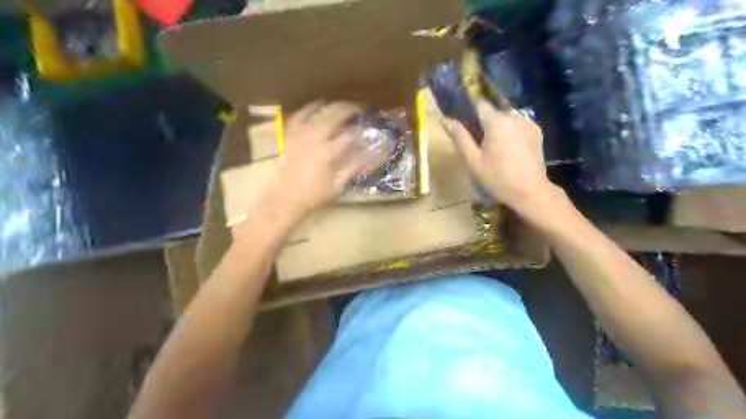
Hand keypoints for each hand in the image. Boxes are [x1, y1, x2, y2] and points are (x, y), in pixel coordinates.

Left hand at [273, 101, 368, 216]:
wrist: (285, 198)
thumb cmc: (314, 194)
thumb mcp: (338, 183)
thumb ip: (356, 166)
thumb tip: (374, 154)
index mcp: (328, 151)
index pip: (349, 134)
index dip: (360, 129)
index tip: (367, 127)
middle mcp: (314, 137)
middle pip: (334, 115)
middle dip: (349, 109)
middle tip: (359, 108)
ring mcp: (300, 133)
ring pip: (317, 111)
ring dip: (331, 106)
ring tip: (340, 105)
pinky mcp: (289, 134)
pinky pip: (300, 115)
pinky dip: (309, 108)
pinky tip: (316, 107)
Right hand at [442, 99, 551, 210]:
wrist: (531, 192)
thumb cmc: (498, 178)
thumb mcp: (473, 161)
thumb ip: (459, 138)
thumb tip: (445, 120)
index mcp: (497, 121)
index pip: (478, 104)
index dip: (468, 112)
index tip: (463, 125)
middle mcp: (514, 116)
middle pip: (492, 113)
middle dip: (483, 124)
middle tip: (477, 145)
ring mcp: (528, 123)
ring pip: (505, 119)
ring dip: (497, 128)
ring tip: (493, 149)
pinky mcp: (536, 132)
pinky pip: (517, 126)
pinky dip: (510, 133)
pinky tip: (508, 151)